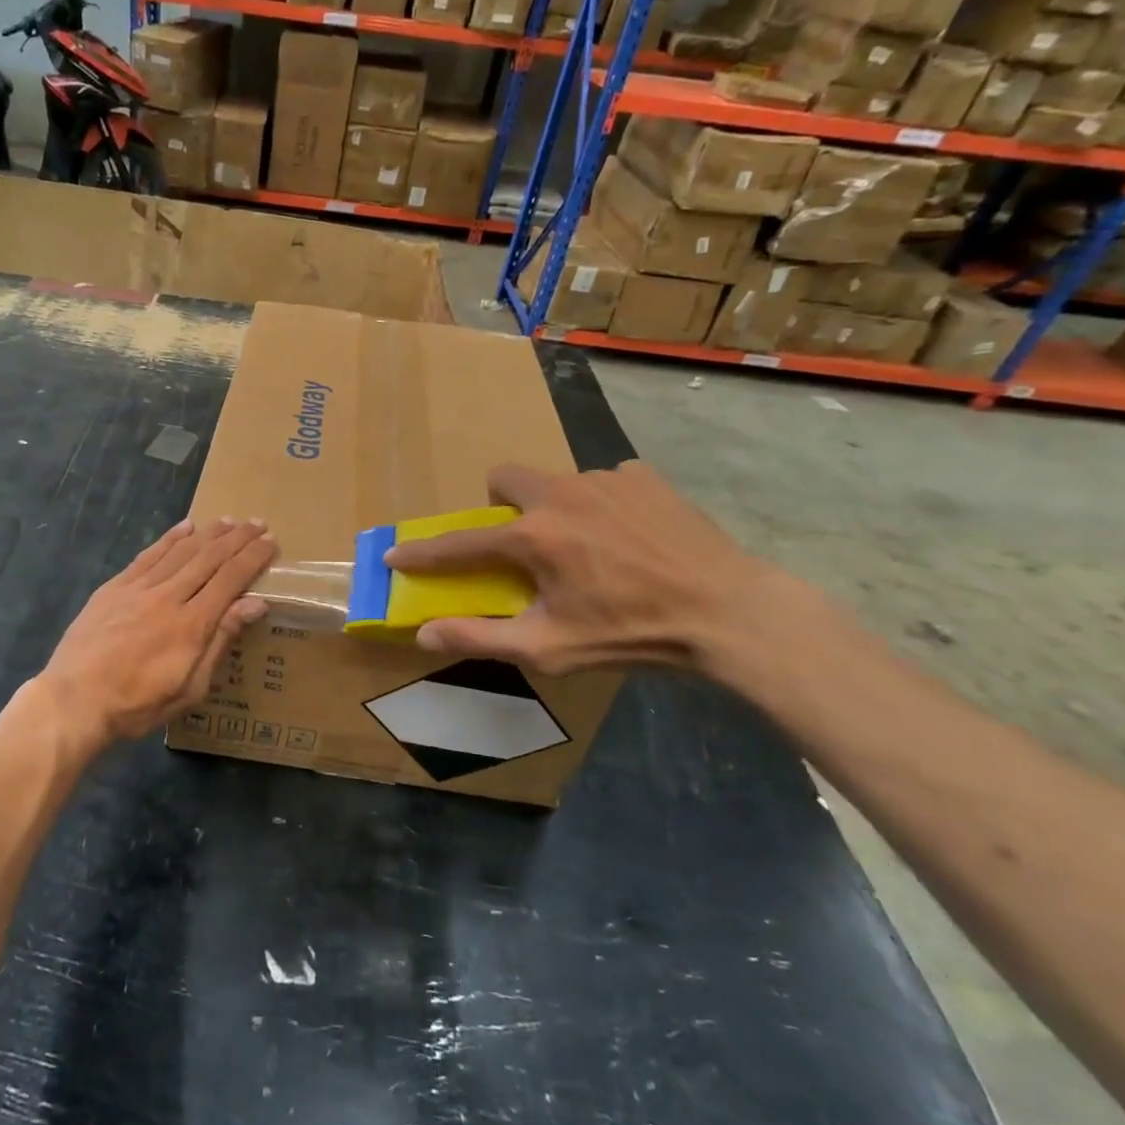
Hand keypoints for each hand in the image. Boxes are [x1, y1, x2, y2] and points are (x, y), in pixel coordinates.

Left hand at [40, 518, 277, 748]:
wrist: (75, 699)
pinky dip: (170, 538)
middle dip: (237, 538)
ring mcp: (140, 587)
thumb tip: (255, 603)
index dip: (253, 558)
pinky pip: (149, 555)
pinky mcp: (116, 586)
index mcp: (192, 623)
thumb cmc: (138, 703)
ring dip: (208, 533)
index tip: (271, 542)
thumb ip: (221, 640)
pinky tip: (185, 527)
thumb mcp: (191, 686)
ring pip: (181, 551)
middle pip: (209, 558)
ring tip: (229, 521)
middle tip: (258, 523)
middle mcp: (169, 596)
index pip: (231, 579)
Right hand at [382, 461, 765, 675]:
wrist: (728, 612)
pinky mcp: (642, 476)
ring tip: (590, 548)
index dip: (422, 552)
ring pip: (556, 482)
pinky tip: (630, 537)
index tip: (396, 555)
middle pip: (504, 478)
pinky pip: (604, 482)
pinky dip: (603, 505)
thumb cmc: (631, 635)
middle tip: (523, 544)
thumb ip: (481, 637)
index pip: (460, 543)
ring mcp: (605, 478)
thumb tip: (424, 632)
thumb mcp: (550, 648)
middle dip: (501, 507)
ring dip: (555, 510)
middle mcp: (561, 494)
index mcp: (534, 537)